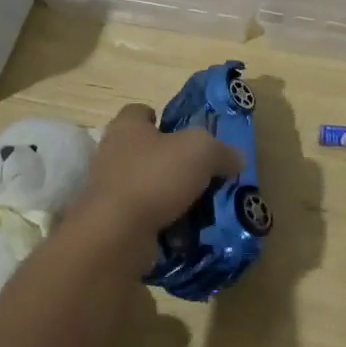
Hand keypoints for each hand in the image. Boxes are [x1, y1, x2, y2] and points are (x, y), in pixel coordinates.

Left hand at [73, 104, 244, 269]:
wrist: (116, 234)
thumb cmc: (155, 177)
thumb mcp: (201, 152)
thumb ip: (221, 151)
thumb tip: (237, 158)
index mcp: (127, 127)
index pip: (139, 112)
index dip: (160, 118)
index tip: (181, 132)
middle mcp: (111, 154)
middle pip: (143, 150)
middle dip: (168, 160)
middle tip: (199, 172)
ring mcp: (107, 191)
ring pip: (143, 185)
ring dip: (166, 194)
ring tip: (198, 205)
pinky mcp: (109, 223)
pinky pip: (141, 217)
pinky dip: (159, 222)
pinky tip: (184, 230)